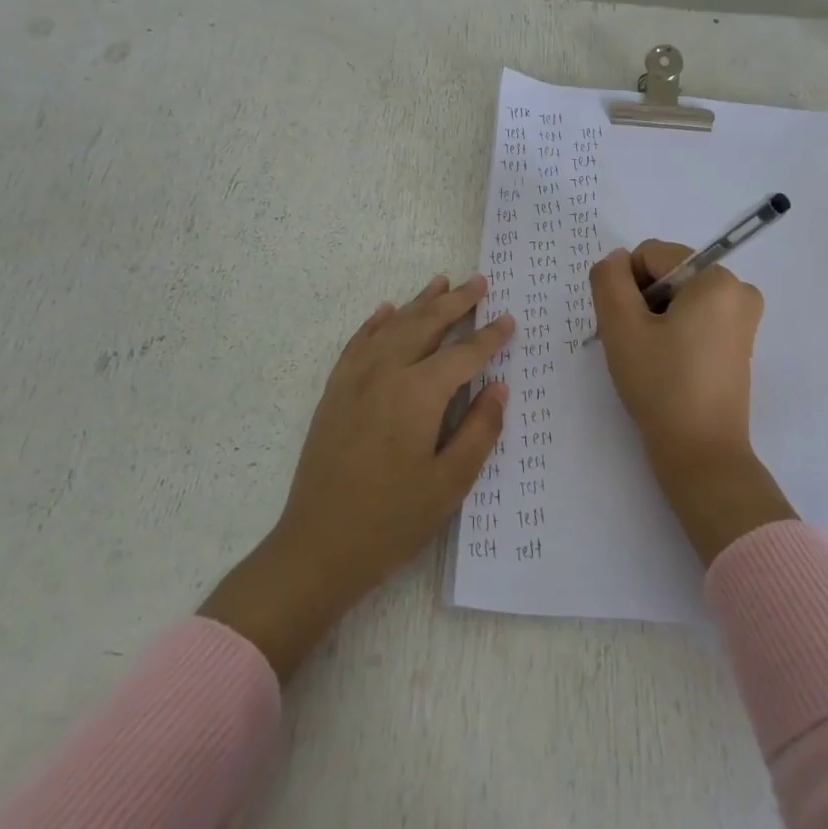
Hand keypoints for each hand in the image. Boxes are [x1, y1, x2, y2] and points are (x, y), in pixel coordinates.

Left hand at [201, 274, 512, 676]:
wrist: (318, 546)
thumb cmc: (393, 520)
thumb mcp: (450, 482)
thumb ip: (479, 429)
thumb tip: (499, 387)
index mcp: (418, 393)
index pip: (464, 354)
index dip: (489, 336)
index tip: (509, 320)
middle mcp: (385, 373)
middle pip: (425, 325)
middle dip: (455, 302)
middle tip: (479, 282)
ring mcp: (354, 380)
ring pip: (391, 327)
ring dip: (418, 302)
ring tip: (440, 282)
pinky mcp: (334, 393)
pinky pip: (357, 344)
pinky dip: (375, 323)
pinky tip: (386, 311)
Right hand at [590, 243, 794, 563]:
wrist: (700, 453)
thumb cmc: (661, 385)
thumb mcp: (621, 326)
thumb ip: (609, 280)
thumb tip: (616, 261)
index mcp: (717, 278)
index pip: (651, 255)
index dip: (626, 286)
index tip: (626, 327)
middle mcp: (739, 290)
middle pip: (667, 275)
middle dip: (642, 303)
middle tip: (635, 346)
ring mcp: (743, 319)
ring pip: (678, 299)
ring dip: (654, 320)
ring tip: (649, 360)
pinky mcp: (738, 344)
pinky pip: (695, 319)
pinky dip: (673, 334)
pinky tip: (665, 367)